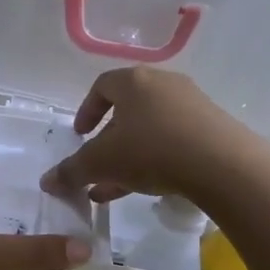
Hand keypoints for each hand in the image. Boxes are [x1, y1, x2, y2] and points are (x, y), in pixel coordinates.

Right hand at [39, 67, 247, 205]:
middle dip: (108, 140)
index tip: (80, 135)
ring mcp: (192, 105)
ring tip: (115, 188)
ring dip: (129, 155)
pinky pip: (174, 141)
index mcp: (134, 81)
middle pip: (128, 109)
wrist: (223, 165)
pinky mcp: (212, 128)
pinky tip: (147, 187)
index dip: (87, 110)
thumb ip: (72, 171)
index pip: (102, 86)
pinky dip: (155, 160)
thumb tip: (47, 182)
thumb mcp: (102, 163)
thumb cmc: (151, 151)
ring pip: (150, 129)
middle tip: (98, 164)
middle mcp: (164, 84)